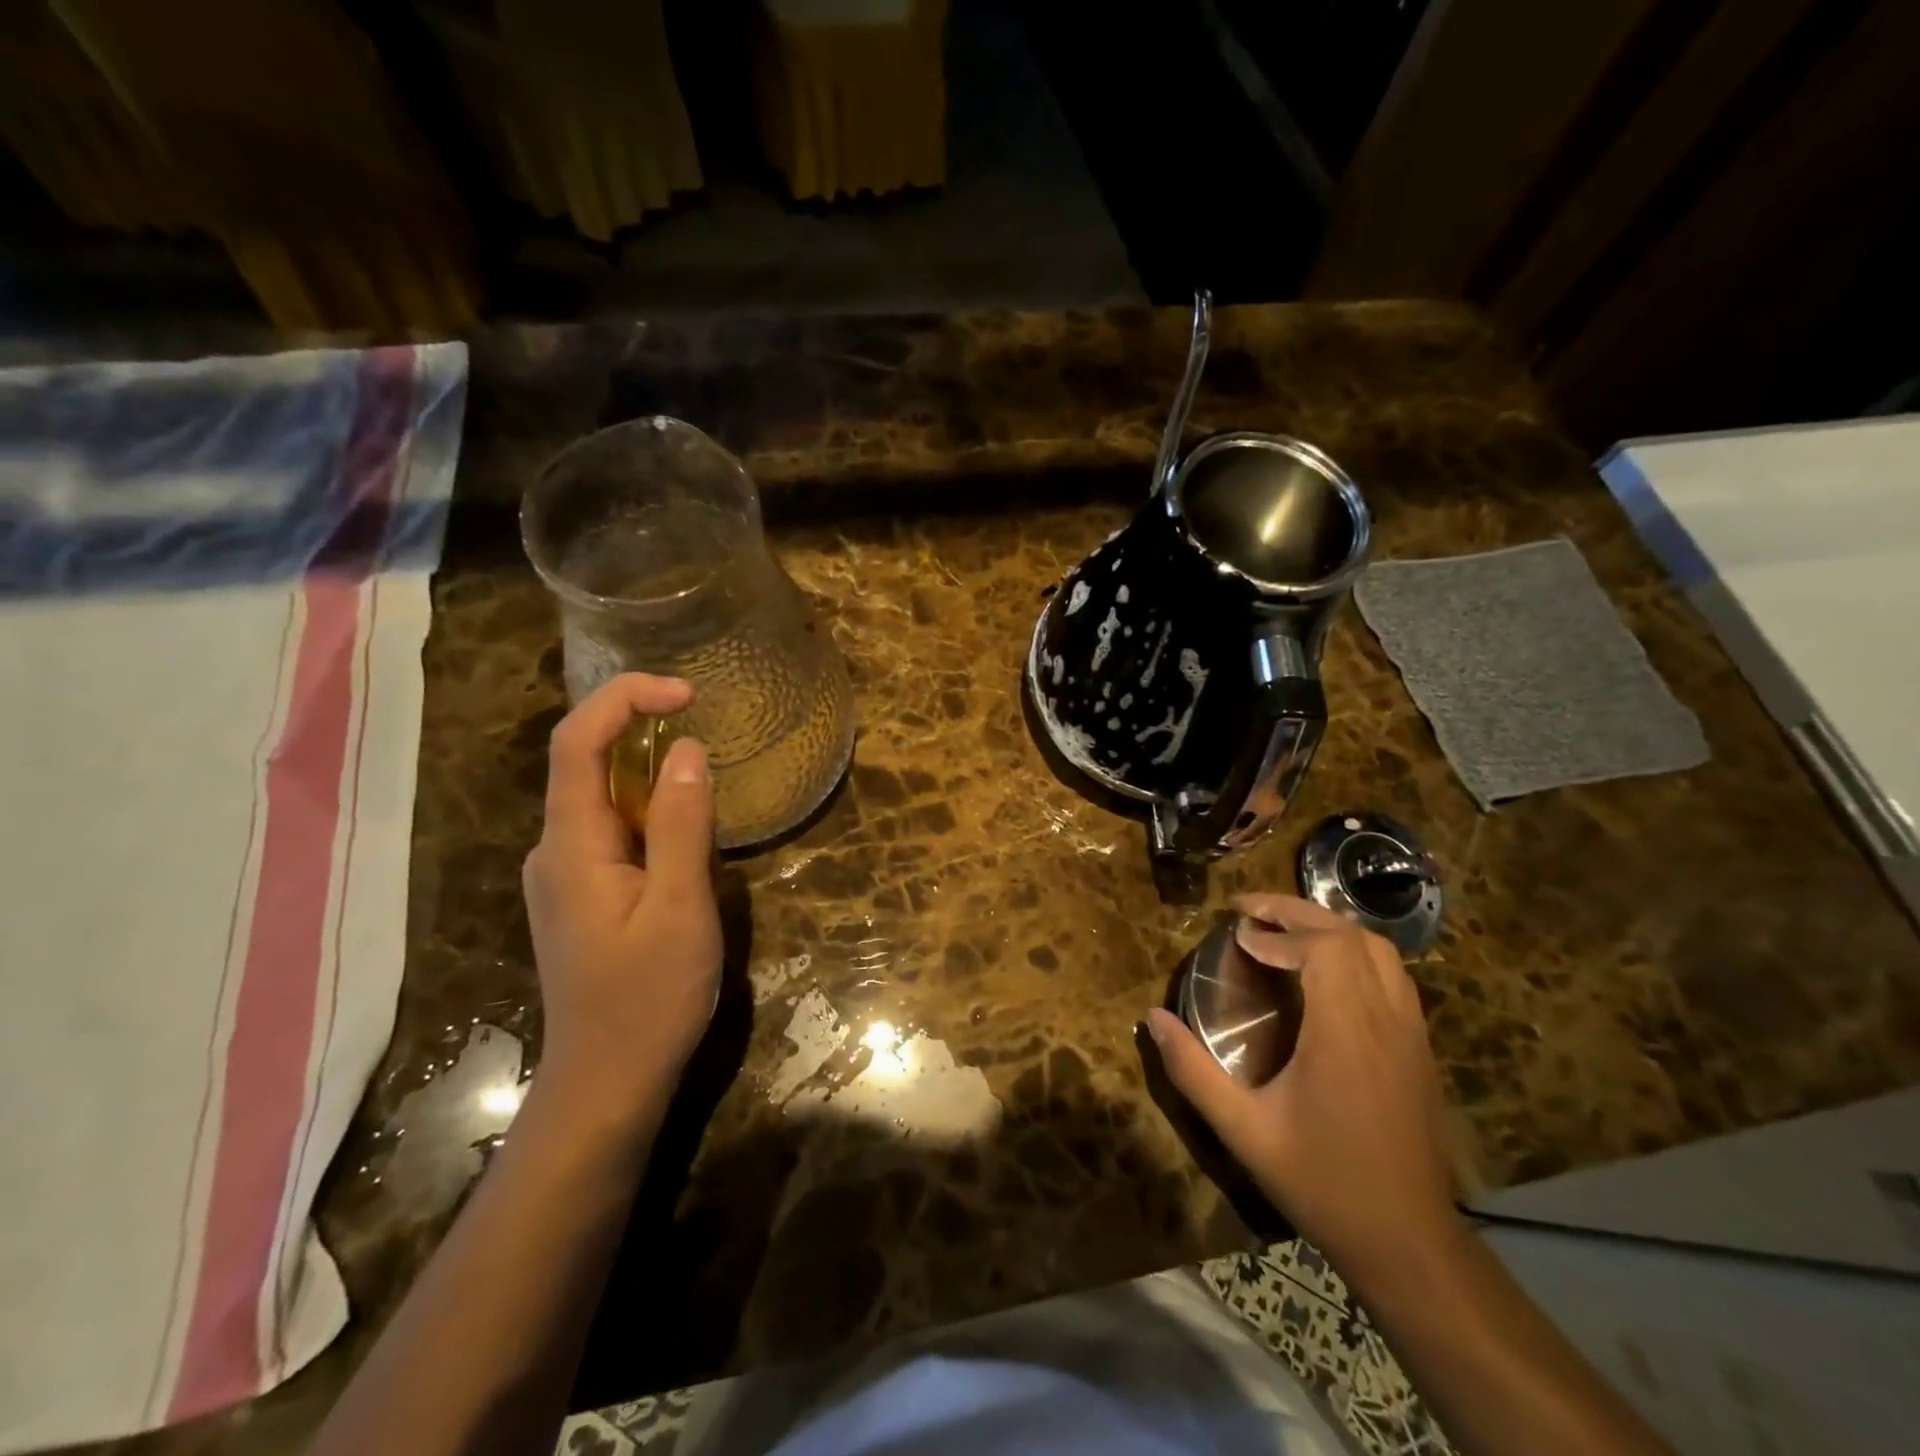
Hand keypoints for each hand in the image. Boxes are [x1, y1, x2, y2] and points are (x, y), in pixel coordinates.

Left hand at [522, 674, 719, 1119]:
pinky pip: (615, 833)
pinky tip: (688, 847)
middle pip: (588, 764)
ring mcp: (566, 875)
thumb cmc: (648, 998)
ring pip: (605, 801)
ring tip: (709, 801)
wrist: (607, 1084)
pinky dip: (653, 816)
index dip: (625, 699)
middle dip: (645, 736)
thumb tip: (688, 750)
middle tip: (712, 745)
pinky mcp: (583, 897)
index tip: (687, 693)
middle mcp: (555, 850)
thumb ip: (683, 824)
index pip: (577, 741)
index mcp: (571, 845)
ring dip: (654, 780)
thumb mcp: (681, 907)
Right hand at [1147, 893, 1458, 1276]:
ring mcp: (1412, 1034)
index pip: (1325, 948)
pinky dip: (1354, 953)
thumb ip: (1193, 1071)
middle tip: (1251, 911)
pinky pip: (1393, 976)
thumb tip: (1151, 1019)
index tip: (1239, 937)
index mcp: (1346, 1033)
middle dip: (1298, 912)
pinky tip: (1322, 973)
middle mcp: (1386, 1021)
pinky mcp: (1422, 1049)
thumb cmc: (1323, 1183)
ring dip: (1329, 928)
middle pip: (1352, 935)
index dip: (1279, 932)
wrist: (1411, 1244)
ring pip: (1381, 951)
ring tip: (1283, 931)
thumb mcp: (1243, 1131)